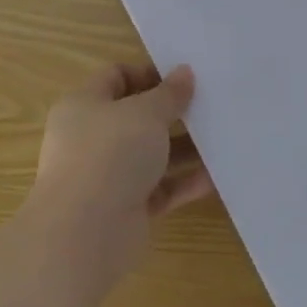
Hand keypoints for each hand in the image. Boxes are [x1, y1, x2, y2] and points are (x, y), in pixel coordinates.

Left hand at [23, 61, 213, 286]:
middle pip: (137, 117)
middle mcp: (93, 138)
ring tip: (222, 137)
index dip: (150, 73)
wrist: (85, 233)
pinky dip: (185, 181)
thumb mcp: (145, 113)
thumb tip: (184, 73)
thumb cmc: (110, 154)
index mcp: (85, 105)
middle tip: (210, 105)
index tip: (185, 76)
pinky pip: (161, 188)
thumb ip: (169, 93)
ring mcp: (108, 175)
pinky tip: (217, 175)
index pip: (117, 77)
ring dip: (185, 148)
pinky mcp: (126, 208)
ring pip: (152, 155)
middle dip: (173, 112)